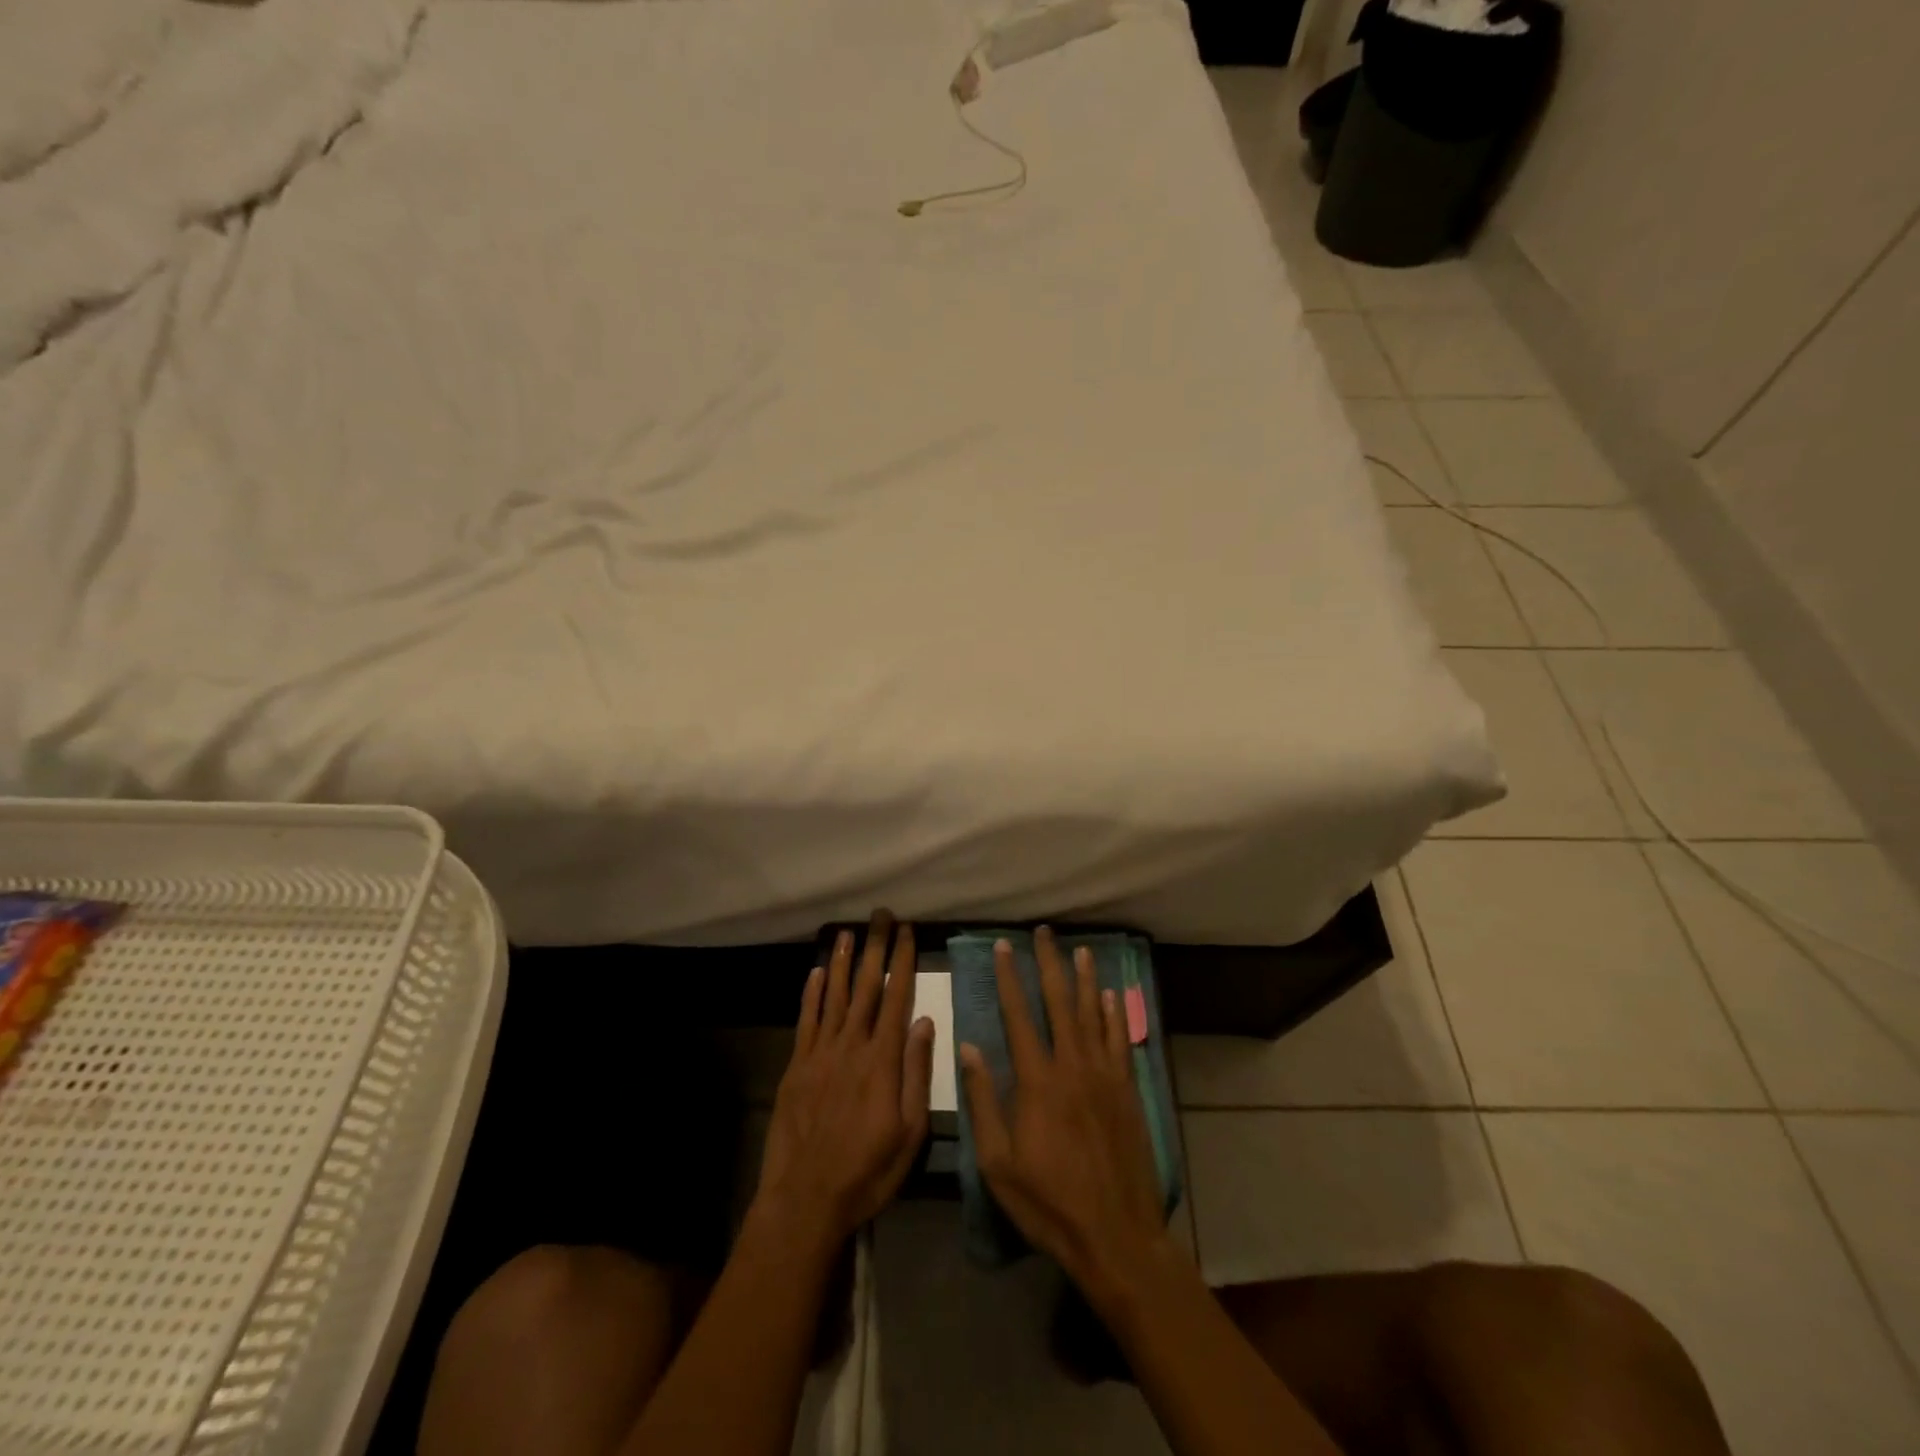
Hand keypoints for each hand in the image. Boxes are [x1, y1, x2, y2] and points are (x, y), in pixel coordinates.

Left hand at [754, 912, 934, 1249]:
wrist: (805, 1198)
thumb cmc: (867, 1170)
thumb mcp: (910, 1132)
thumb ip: (916, 1072)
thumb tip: (924, 1021)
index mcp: (883, 1060)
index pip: (897, 997)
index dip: (903, 961)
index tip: (908, 931)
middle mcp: (852, 1045)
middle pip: (867, 987)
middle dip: (875, 948)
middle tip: (881, 915)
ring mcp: (820, 1053)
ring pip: (835, 995)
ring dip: (843, 961)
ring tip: (848, 931)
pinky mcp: (796, 1066)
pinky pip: (806, 1020)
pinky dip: (812, 993)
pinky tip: (817, 972)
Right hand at [959, 927, 1168, 1301]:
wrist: (1115, 1234)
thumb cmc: (1048, 1202)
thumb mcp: (998, 1162)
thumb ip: (983, 1101)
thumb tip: (968, 1048)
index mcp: (1037, 1081)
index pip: (1018, 1016)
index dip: (1009, 978)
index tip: (1003, 946)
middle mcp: (1072, 1066)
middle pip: (1059, 1003)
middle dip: (1049, 964)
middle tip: (1043, 932)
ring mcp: (1104, 1076)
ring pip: (1092, 1014)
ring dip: (1084, 979)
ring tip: (1079, 949)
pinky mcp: (1127, 1091)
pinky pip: (1119, 1041)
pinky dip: (1113, 1014)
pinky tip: (1109, 995)